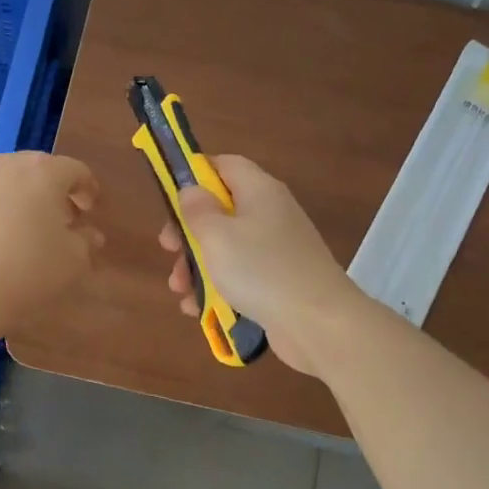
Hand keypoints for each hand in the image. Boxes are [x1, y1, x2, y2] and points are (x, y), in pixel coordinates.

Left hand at [0, 152, 102, 328]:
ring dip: (20, 198)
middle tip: (60, 219)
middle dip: (52, 191)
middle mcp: (7, 164)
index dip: (86, 189)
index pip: (75, 170)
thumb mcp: (72, 262)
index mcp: (44, 171)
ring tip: (24, 228)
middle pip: (38, 170)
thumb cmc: (26, 271)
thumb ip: (85, 242)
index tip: (89, 209)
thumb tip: (88, 234)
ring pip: (5, 181)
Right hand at [159, 155, 363, 375]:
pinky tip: (197, 309)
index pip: (225, 165)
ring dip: (197, 266)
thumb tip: (192, 190)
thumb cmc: (261, 269)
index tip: (170, 197)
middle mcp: (270, 214)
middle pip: (221, 210)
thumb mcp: (216, 235)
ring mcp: (277, 250)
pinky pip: (241, 276)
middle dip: (189, 232)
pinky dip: (218, 288)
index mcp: (259, 190)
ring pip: (227, 247)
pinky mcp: (279, 282)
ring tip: (179, 290)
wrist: (319, 323)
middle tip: (168, 250)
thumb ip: (197, 209)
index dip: (195, 174)